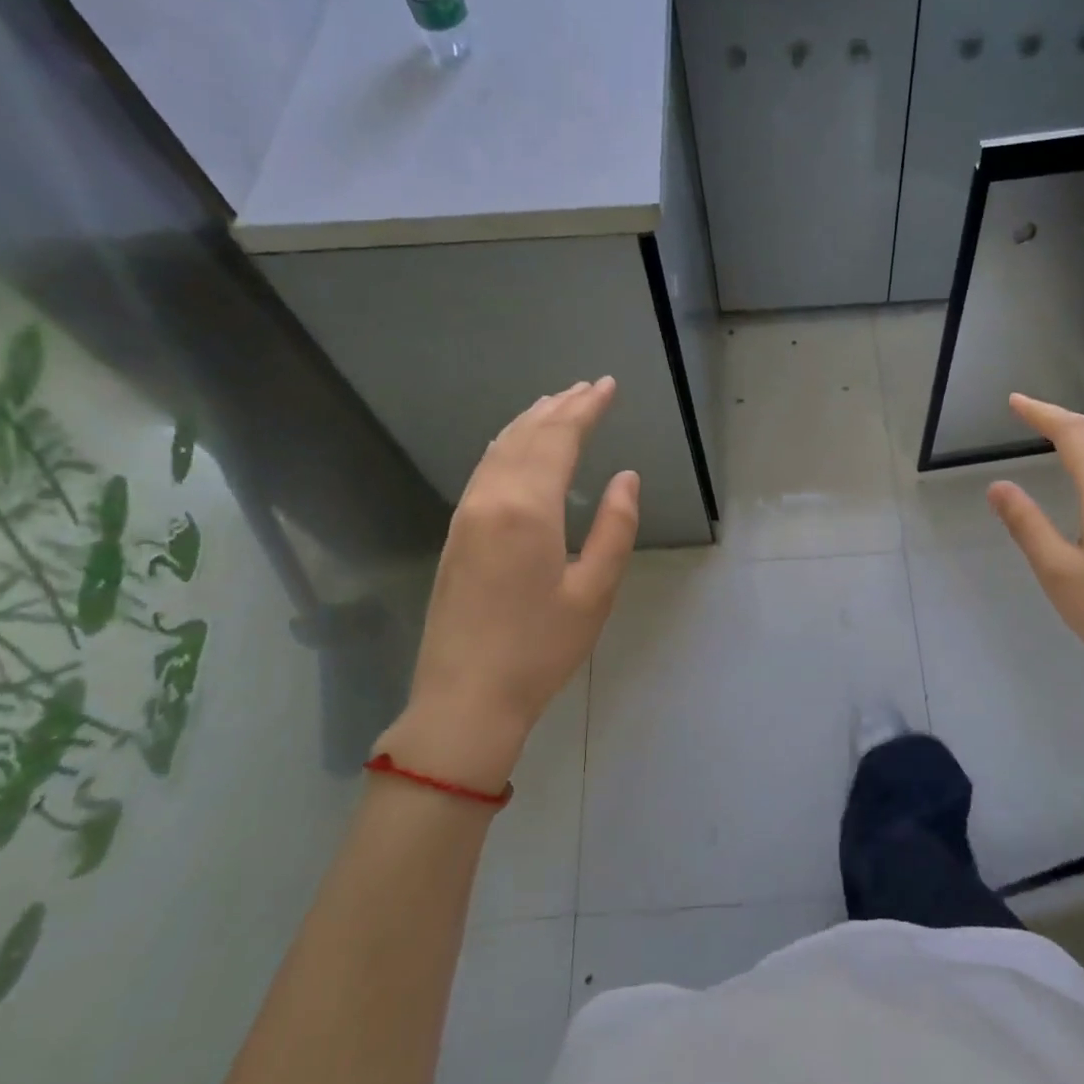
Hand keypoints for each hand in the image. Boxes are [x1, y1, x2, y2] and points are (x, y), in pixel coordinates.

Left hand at [374, 378, 638, 793]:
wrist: (466, 697)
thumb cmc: (541, 649)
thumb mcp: (595, 592)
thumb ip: (616, 528)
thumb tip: (627, 478)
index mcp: (528, 509)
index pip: (559, 440)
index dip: (586, 409)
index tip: (609, 386)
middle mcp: (491, 500)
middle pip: (527, 436)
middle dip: (560, 407)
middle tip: (589, 387)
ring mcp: (466, 516)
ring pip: (500, 449)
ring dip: (531, 422)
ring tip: (557, 404)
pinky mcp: (456, 534)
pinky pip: (485, 470)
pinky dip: (509, 446)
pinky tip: (519, 447)